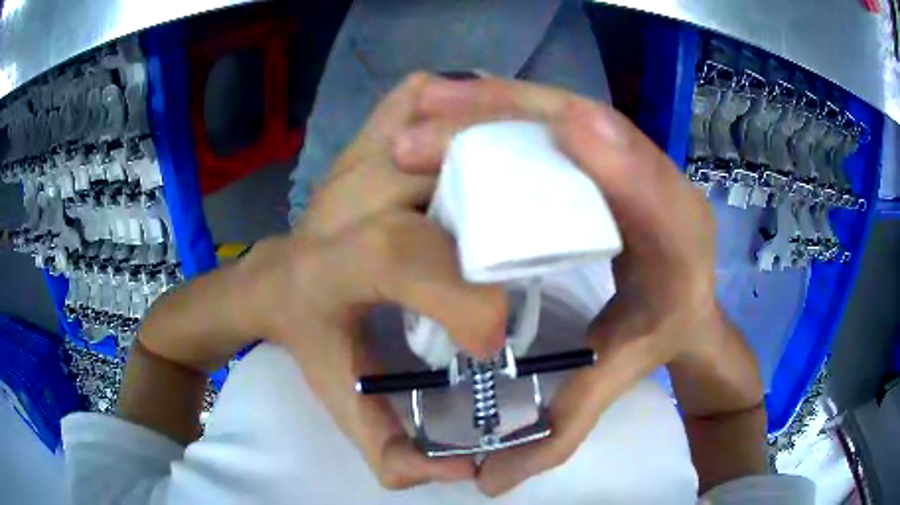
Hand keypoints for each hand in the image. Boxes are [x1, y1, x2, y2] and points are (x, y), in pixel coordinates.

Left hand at [237, 74, 506, 488]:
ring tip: (524, 185)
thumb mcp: (341, 404)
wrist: (273, 278)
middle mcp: (343, 197)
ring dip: (492, 148)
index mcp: (331, 264)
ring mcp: (355, 154)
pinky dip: (455, 101)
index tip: (499, 329)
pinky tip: (477, 137)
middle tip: (537, 240)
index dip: (461, 291)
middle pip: (445, 179)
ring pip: (442, 125)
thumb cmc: (310, 339)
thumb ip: (391, 452)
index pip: (398, 256)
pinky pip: (419, 95)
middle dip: (506, 205)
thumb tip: (462, 472)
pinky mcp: (366, 132)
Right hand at [391, 77, 719, 494]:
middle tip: (427, 120)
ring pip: (570, 111)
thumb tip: (492, 481)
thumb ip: (565, 427)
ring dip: (500, 101)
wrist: (687, 299)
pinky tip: (458, 106)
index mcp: (681, 248)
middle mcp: (663, 187)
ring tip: (427, 105)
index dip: (620, 160)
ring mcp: (632, 156)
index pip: (660, 197)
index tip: (561, 126)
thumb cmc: (657, 336)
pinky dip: (507, 107)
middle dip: (519, 116)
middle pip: (602, 130)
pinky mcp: (604, 147)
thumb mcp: (616, 379)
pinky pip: (555, 117)